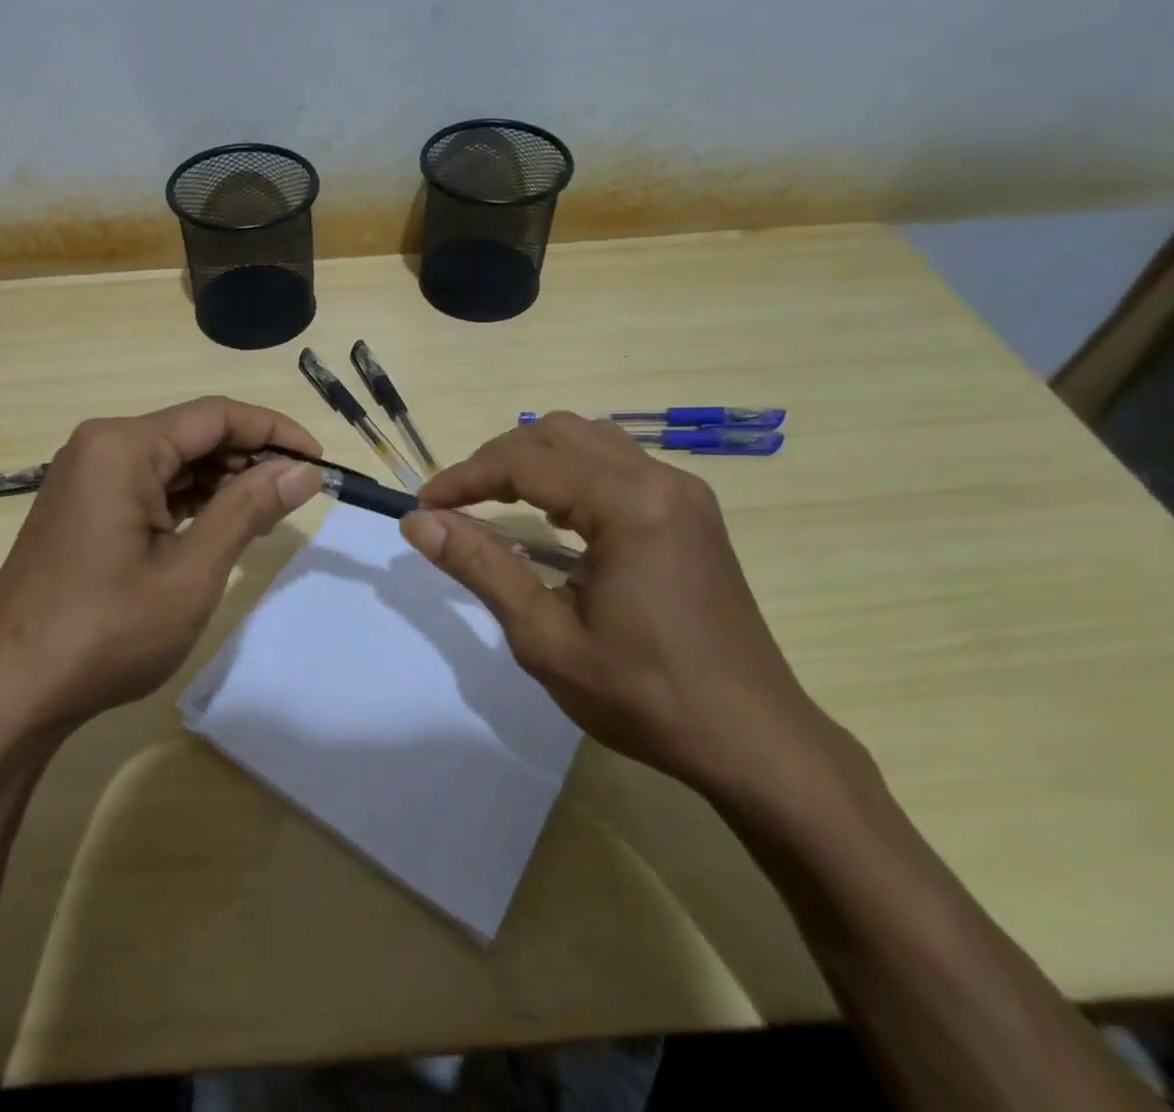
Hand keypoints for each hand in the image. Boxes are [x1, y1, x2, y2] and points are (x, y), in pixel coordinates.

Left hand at [0, 397, 321, 750]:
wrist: (6, 694)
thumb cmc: (104, 632)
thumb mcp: (191, 572)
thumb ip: (249, 510)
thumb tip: (303, 471)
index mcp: (123, 446)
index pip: (217, 415)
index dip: (275, 431)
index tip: (319, 461)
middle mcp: (100, 446)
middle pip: (193, 433)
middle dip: (249, 459)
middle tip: (297, 496)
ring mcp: (85, 477)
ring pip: (172, 461)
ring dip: (222, 482)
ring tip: (266, 515)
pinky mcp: (81, 507)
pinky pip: (148, 485)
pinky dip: (189, 501)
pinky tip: (219, 526)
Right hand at [400, 413, 839, 797]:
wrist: (754, 740)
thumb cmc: (645, 697)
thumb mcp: (547, 638)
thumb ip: (482, 567)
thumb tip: (419, 522)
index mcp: (628, 505)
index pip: (525, 462)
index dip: (465, 478)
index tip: (424, 505)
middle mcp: (659, 479)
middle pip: (557, 434)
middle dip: (496, 460)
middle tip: (456, 504)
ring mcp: (682, 491)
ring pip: (589, 439)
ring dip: (533, 460)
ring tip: (494, 500)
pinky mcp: (691, 510)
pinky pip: (617, 463)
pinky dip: (571, 472)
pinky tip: (555, 515)